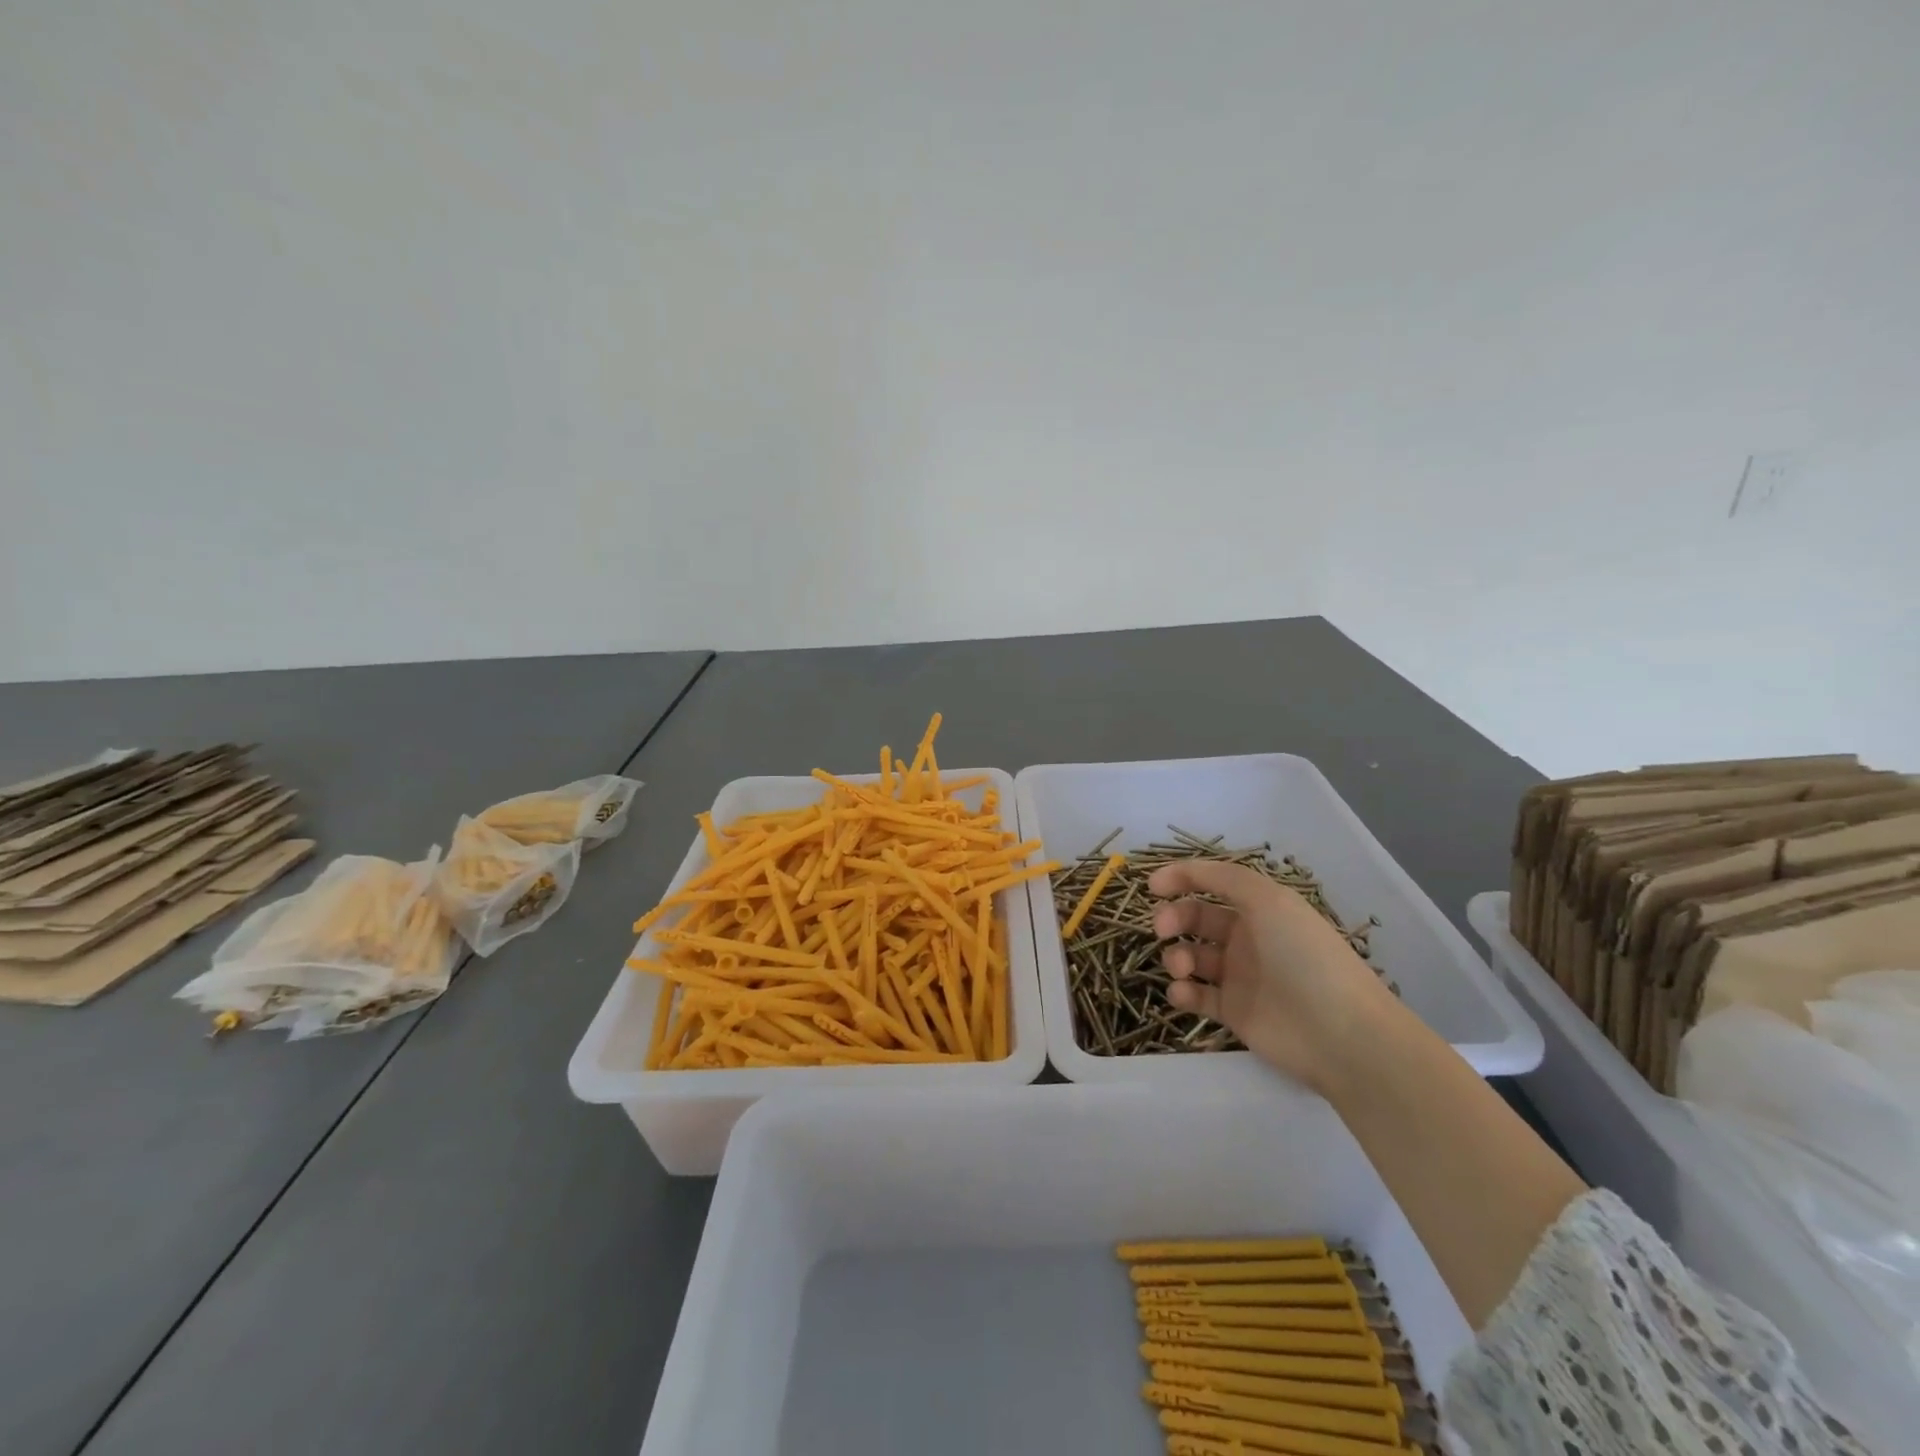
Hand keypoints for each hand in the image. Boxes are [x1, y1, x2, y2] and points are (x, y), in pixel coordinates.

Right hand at [1150, 859, 1398, 1093]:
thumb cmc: (1304, 956)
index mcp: (1260, 908)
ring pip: (1191, 956)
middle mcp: (1248, 937)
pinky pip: (1197, 996)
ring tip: (1181, 968)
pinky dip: (1182, 992)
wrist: (1340, 1033)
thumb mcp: (1269, 900)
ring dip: (1176, 956)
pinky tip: (1182, 993)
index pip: (1213, 884)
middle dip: (1173, 919)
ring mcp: (1240, 976)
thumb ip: (1223, 878)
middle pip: (1196, 919)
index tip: (1152, 887)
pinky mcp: (1234, 1012)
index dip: (1181, 879)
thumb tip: (1182, 871)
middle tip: (1162, 930)